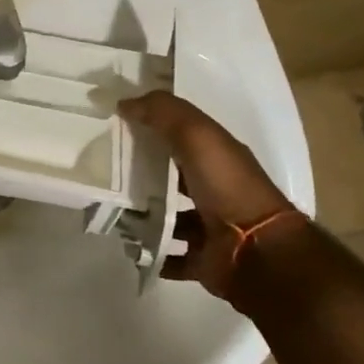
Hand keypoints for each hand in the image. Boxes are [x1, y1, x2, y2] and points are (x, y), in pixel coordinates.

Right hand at [117, 91, 299, 301]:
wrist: (259, 252)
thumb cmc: (228, 187)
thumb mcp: (197, 135)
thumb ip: (163, 113)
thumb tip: (124, 103)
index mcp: (218, 158)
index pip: (181, 137)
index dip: (152, 129)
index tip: (115, 128)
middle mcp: (217, 190)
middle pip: (173, 179)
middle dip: (143, 178)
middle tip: (104, 175)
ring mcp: (211, 227)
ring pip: (170, 218)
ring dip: (144, 217)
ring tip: (111, 212)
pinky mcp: (204, 260)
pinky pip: (172, 256)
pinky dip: (152, 253)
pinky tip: (127, 246)